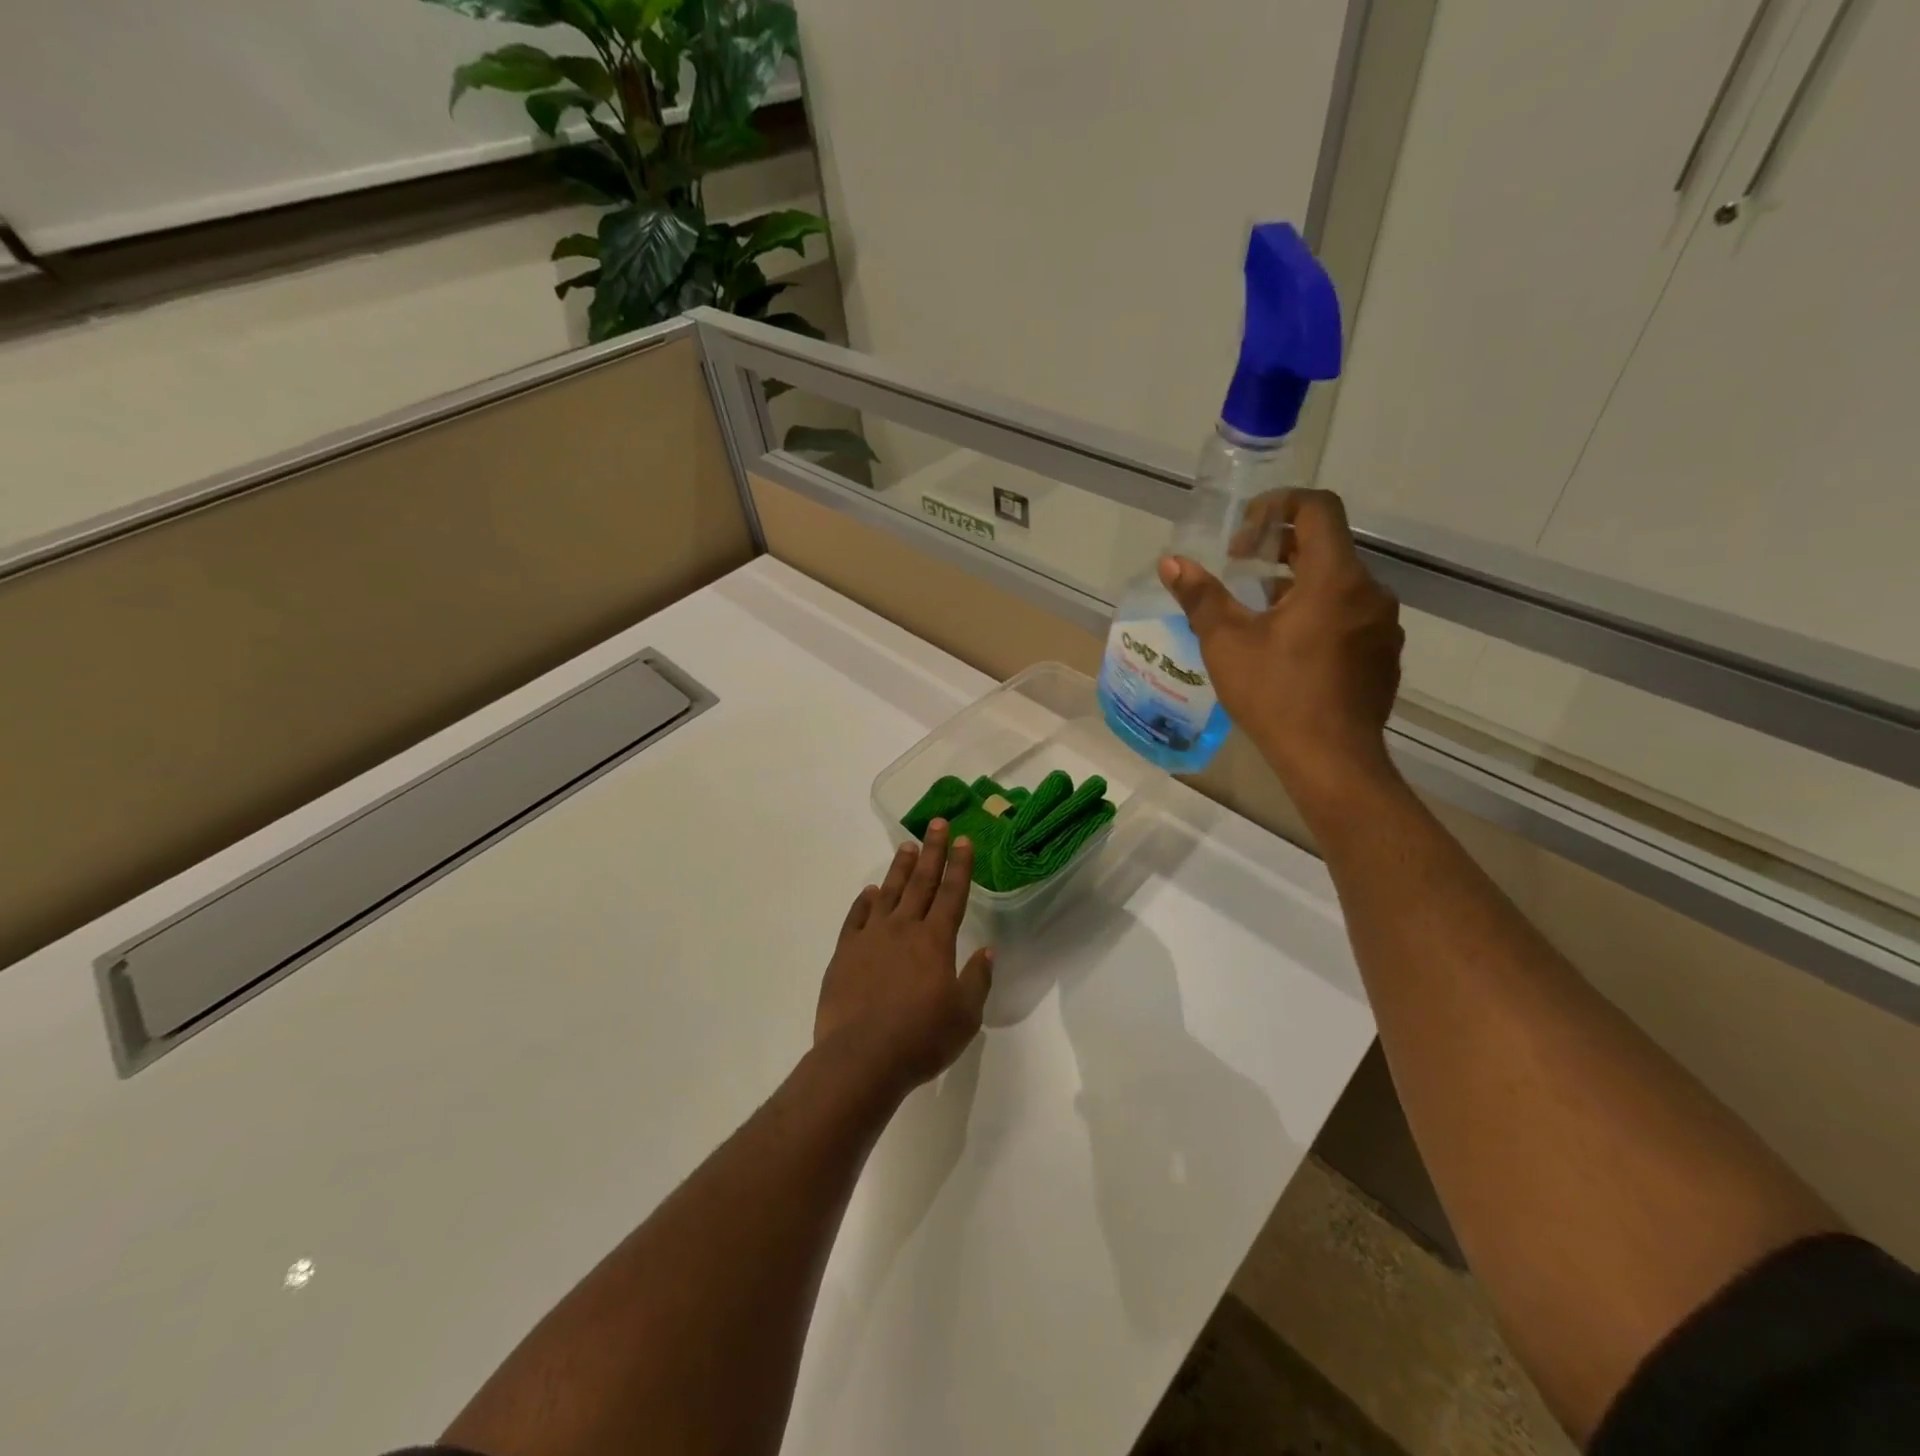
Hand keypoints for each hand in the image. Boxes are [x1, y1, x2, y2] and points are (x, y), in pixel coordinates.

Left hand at [814, 820, 993, 1095]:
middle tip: (937, 824)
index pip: (952, 893)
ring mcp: (871, 938)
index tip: (964, 840)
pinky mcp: (845, 953)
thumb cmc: (920, 1038)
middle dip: (932, 851)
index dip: (960, 865)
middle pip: (922, 882)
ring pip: (888, 892)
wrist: (861, 1058)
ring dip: (900, 868)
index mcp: (935, 941)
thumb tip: (987, 951)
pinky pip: (856, 917)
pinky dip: (864, 901)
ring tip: (907, 846)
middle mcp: (904, 929)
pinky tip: (868, 891)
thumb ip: (977, 980)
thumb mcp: (965, 1016)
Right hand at [1162, 488, 1403, 814]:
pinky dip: (1318, 614)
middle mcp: (1369, 592)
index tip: (1243, 534)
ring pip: (1338, 584)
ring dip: (1297, 585)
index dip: (1278, 506)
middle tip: (1240, 569)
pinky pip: (1350, 616)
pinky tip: (1289, 650)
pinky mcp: (1383, 655)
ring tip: (1258, 613)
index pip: (1318, 508)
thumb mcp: (1227, 643)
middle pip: (1327, 546)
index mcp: (1335, 578)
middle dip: (1279, 548)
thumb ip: (1201, 596)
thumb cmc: (1276, 695)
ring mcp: (1383, 626)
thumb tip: (1172, 563)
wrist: (1331, 760)